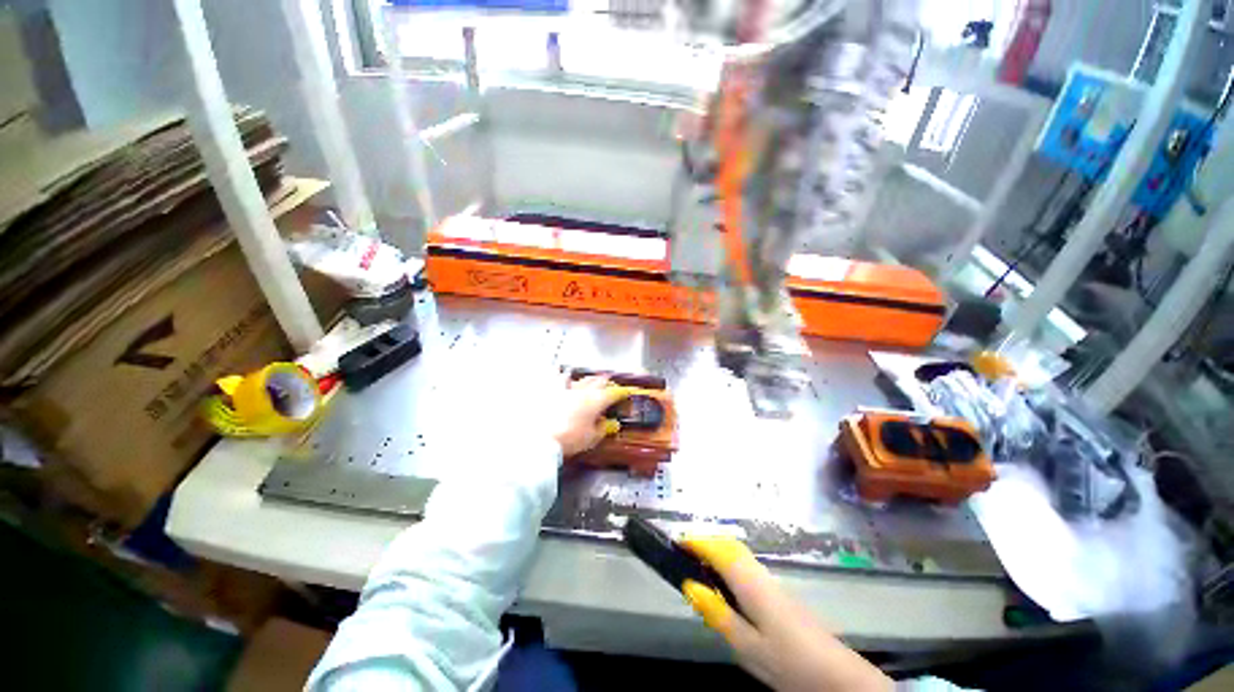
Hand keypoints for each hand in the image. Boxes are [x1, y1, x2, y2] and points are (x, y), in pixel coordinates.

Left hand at [551, 376, 632, 456]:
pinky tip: (558, 373)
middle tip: (609, 384)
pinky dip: (561, 376)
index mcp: (596, 400)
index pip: (613, 393)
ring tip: (587, 379)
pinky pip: (556, 378)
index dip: (621, 392)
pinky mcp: (549, 391)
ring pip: (579, 378)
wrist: (540, 438)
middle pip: (597, 381)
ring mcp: (565, 388)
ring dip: (586, 379)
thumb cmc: (569, 438)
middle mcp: (582, 390)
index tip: (625, 392)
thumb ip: (602, 429)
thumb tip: (609, 424)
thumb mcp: (591, 438)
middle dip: (605, 382)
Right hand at [680, 536, 891, 691]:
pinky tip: (725, 583)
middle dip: (707, 541)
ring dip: (717, 551)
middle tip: (684, 550)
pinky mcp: (780, 593)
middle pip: (731, 545)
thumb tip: (690, 585)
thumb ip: (719, 614)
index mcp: (751, 583)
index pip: (719, 550)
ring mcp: (774, 582)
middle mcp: (761, 574)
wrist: (838, 677)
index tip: (676, 541)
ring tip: (698, 563)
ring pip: (740, 555)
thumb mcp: (747, 646)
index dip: (697, 541)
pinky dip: (729, 563)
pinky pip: (747, 566)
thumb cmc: (789, 662)